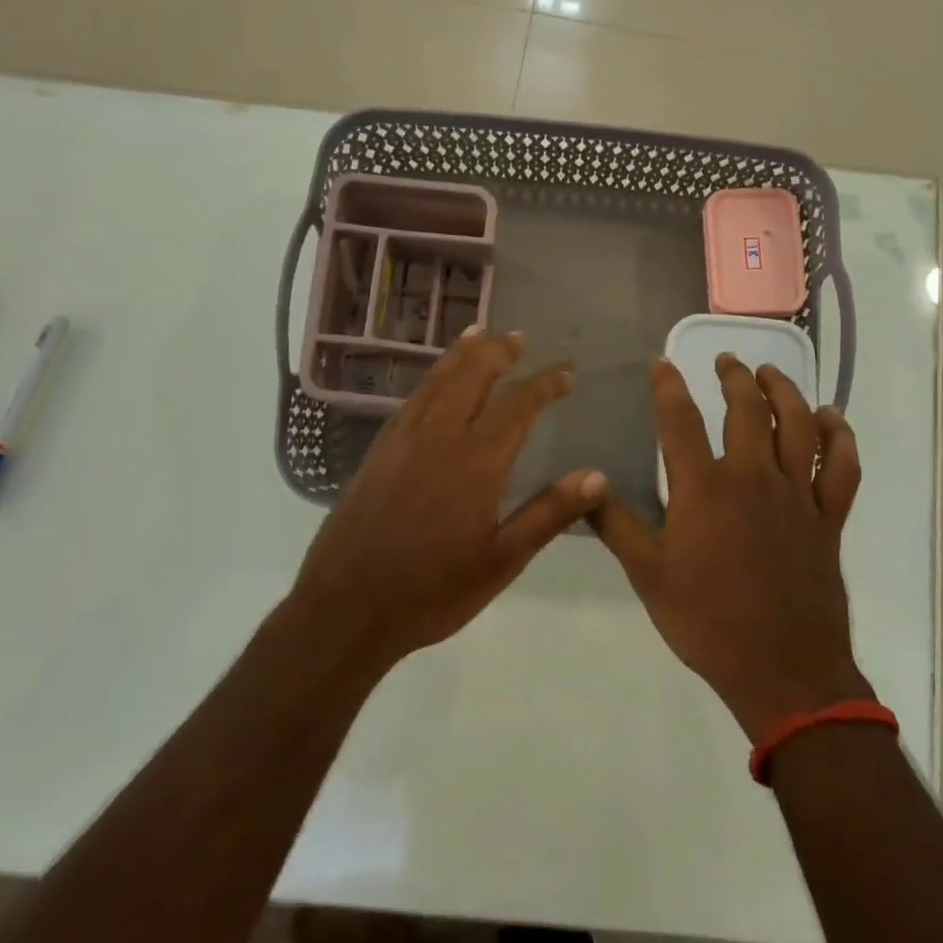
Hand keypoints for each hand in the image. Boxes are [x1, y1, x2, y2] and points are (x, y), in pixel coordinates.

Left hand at [289, 329, 606, 666]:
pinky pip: (411, 400)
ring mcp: (401, 441)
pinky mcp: (377, 452)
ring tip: (479, 334)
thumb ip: (548, 514)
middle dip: (498, 352)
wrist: (345, 607)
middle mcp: (437, 438)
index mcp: (475, 463)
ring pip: (436, 381)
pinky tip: (436, 382)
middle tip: (520, 337)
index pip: (517, 405)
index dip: (544, 384)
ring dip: (462, 355)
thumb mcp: (501, 561)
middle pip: (471, 376)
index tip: (565, 373)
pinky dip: (431, 378)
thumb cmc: (431, 591)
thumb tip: (597, 476)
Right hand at [590, 355, 868, 741]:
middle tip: (726, 360)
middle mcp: (754, 478)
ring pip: (800, 426)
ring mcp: (798, 496)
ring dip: (786, 392)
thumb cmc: (707, 622)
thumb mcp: (648, 577)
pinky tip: (831, 419)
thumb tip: (584, 487)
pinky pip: (842, 468)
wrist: (783, 670)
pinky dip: (840, 438)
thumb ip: (616, 526)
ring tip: (772, 374)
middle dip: (734, 378)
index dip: (669, 386)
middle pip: (748, 411)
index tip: (662, 363)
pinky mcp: (828, 518)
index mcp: (705, 490)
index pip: (681, 421)